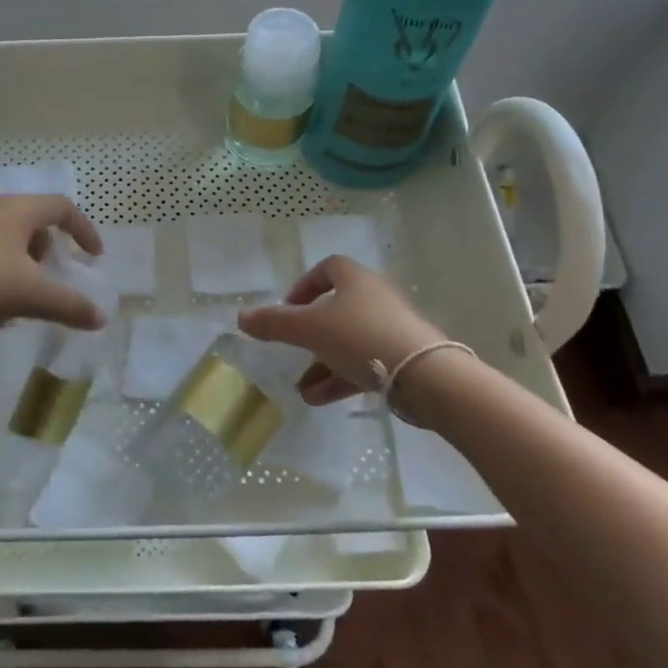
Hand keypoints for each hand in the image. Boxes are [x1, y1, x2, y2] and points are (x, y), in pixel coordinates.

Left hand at [0, 194, 106, 329]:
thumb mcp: (27, 294)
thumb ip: (67, 305)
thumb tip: (101, 316)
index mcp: (20, 210)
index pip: (63, 208)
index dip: (84, 230)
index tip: (94, 257)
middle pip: (33, 224)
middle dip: (48, 254)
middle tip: (52, 281)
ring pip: (6, 242)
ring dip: (21, 270)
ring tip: (19, 306)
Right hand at [238, 256, 444, 405]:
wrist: (427, 376)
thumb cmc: (362, 338)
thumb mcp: (310, 329)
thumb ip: (275, 323)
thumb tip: (241, 317)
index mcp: (356, 280)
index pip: (328, 269)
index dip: (304, 285)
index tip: (288, 308)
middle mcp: (376, 299)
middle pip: (337, 309)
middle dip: (311, 332)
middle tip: (293, 349)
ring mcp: (392, 330)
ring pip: (349, 342)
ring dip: (323, 363)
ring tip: (301, 389)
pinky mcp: (404, 360)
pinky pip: (365, 364)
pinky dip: (341, 378)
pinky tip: (319, 399)